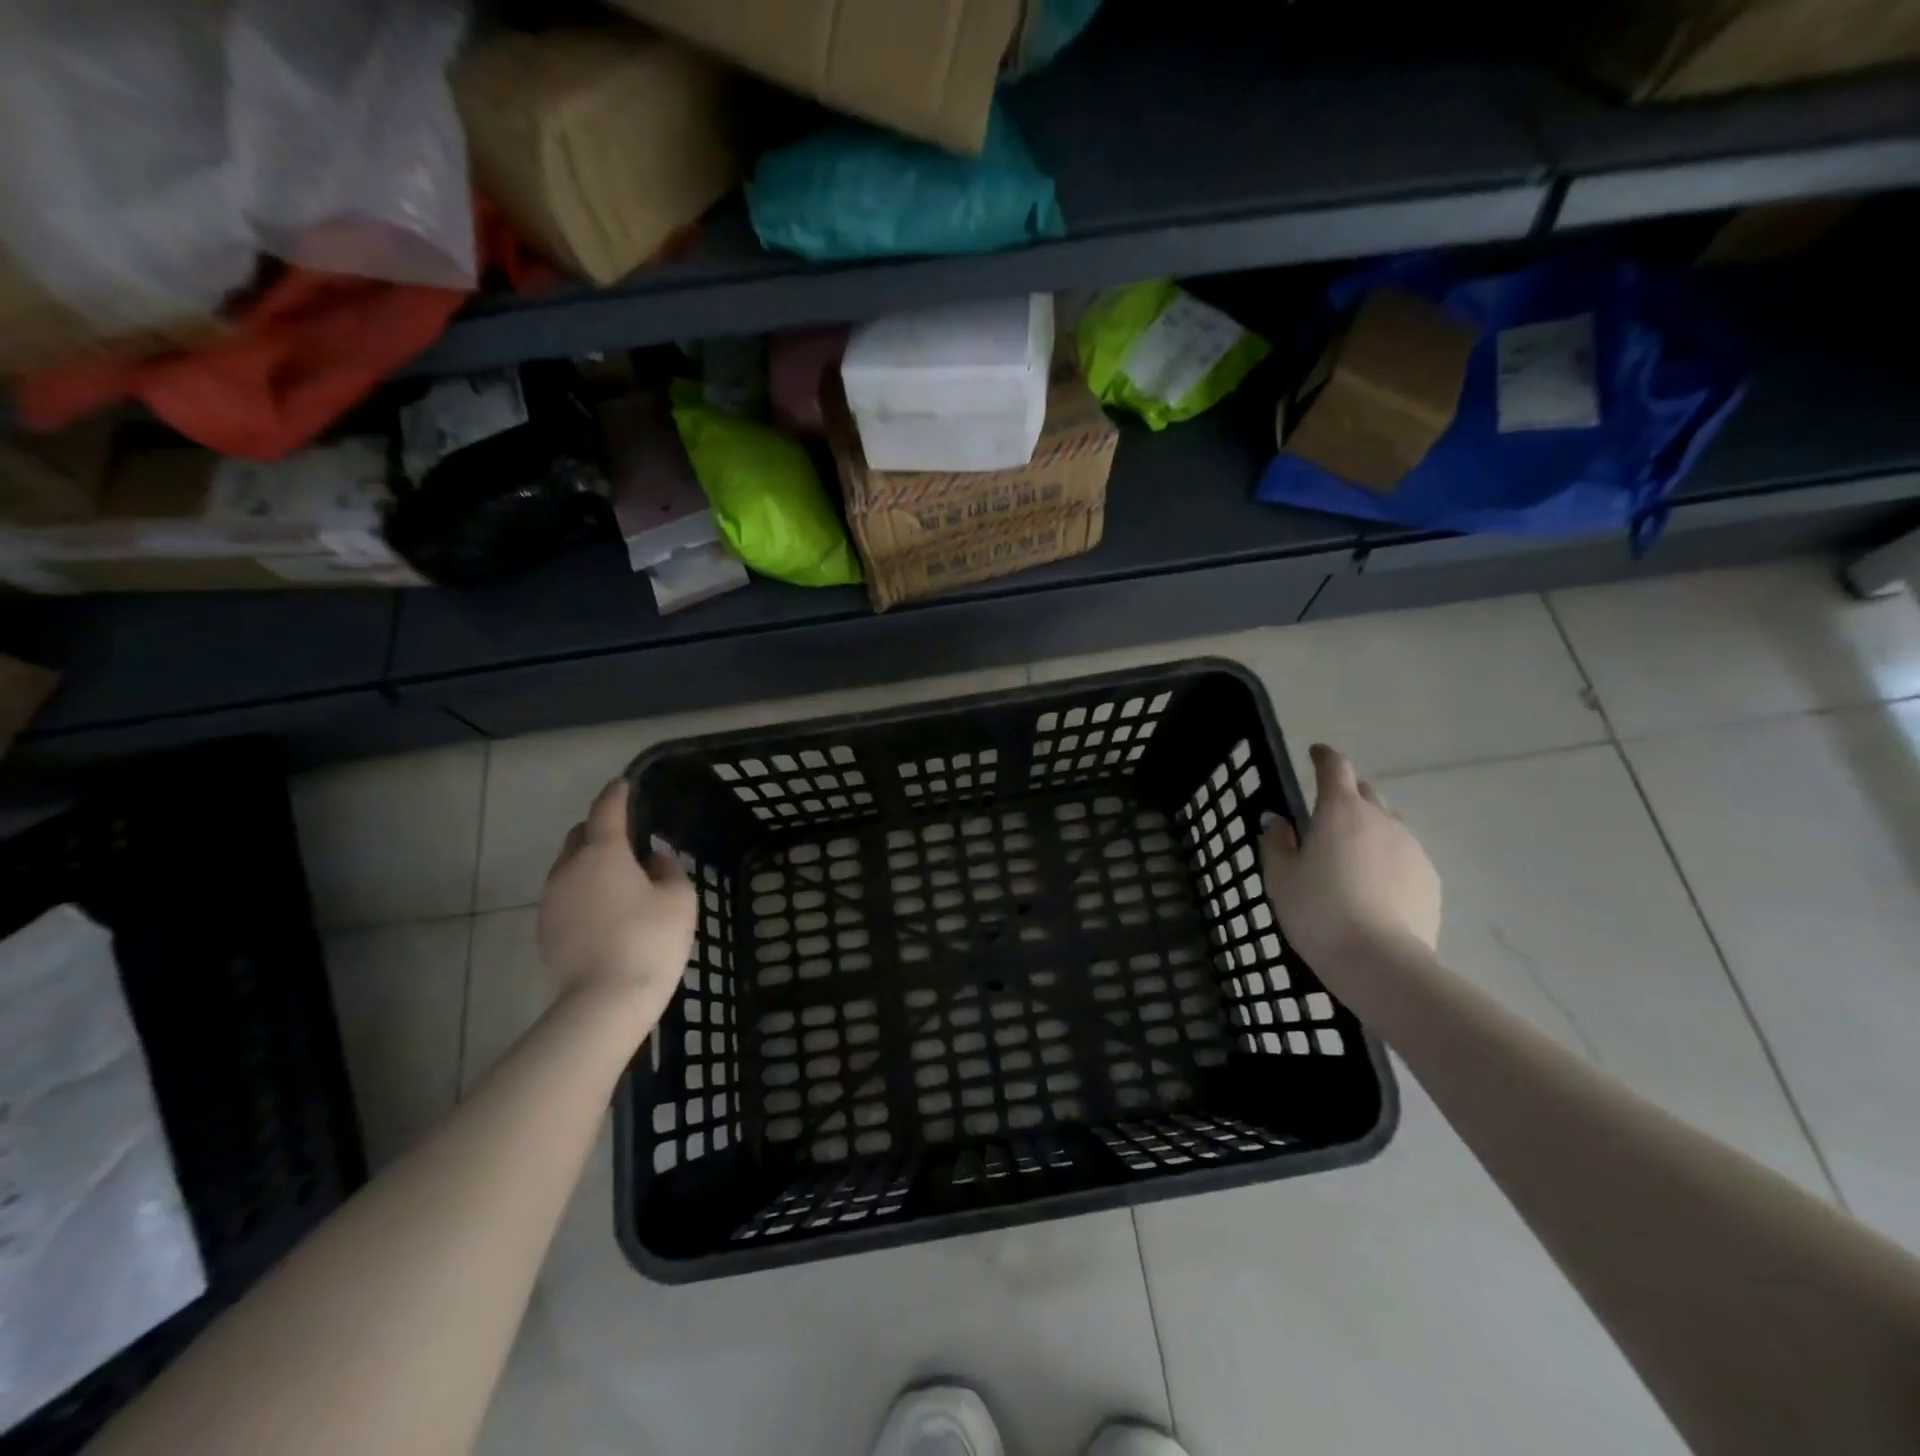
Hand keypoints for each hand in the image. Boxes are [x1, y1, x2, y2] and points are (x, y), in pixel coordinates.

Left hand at [539, 779, 696, 1022]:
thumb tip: (655, 858)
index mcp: (602, 852)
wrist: (602, 1004)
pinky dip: (584, 891)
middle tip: (628, 837)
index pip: (606, 809)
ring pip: (569, 867)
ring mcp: (551, 902)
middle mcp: (568, 869)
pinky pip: (566, 896)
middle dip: (600, 829)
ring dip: (591, 863)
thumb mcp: (678, 900)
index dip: (617, 794)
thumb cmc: (649, 941)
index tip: (625, 784)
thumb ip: (669, 870)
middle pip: (580, 836)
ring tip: (620, 877)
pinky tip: (606, 910)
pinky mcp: (545, 931)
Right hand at [1260, 744, 1440, 971]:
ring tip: (1350, 858)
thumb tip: (1278, 821)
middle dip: (1346, 795)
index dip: (1324, 757)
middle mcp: (1381, 819)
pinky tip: (1374, 887)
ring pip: (1387, 824)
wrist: (1379, 962)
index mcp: (1340, 811)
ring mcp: (1411, 848)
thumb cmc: (1318, 912)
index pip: (1335, 767)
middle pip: (1365, 792)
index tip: (1315, 754)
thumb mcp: (1280, 877)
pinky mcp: (1430, 878)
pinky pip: (1404, 855)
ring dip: (1368, 829)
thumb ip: (1276, 842)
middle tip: (1326, 817)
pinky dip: (1387, 859)